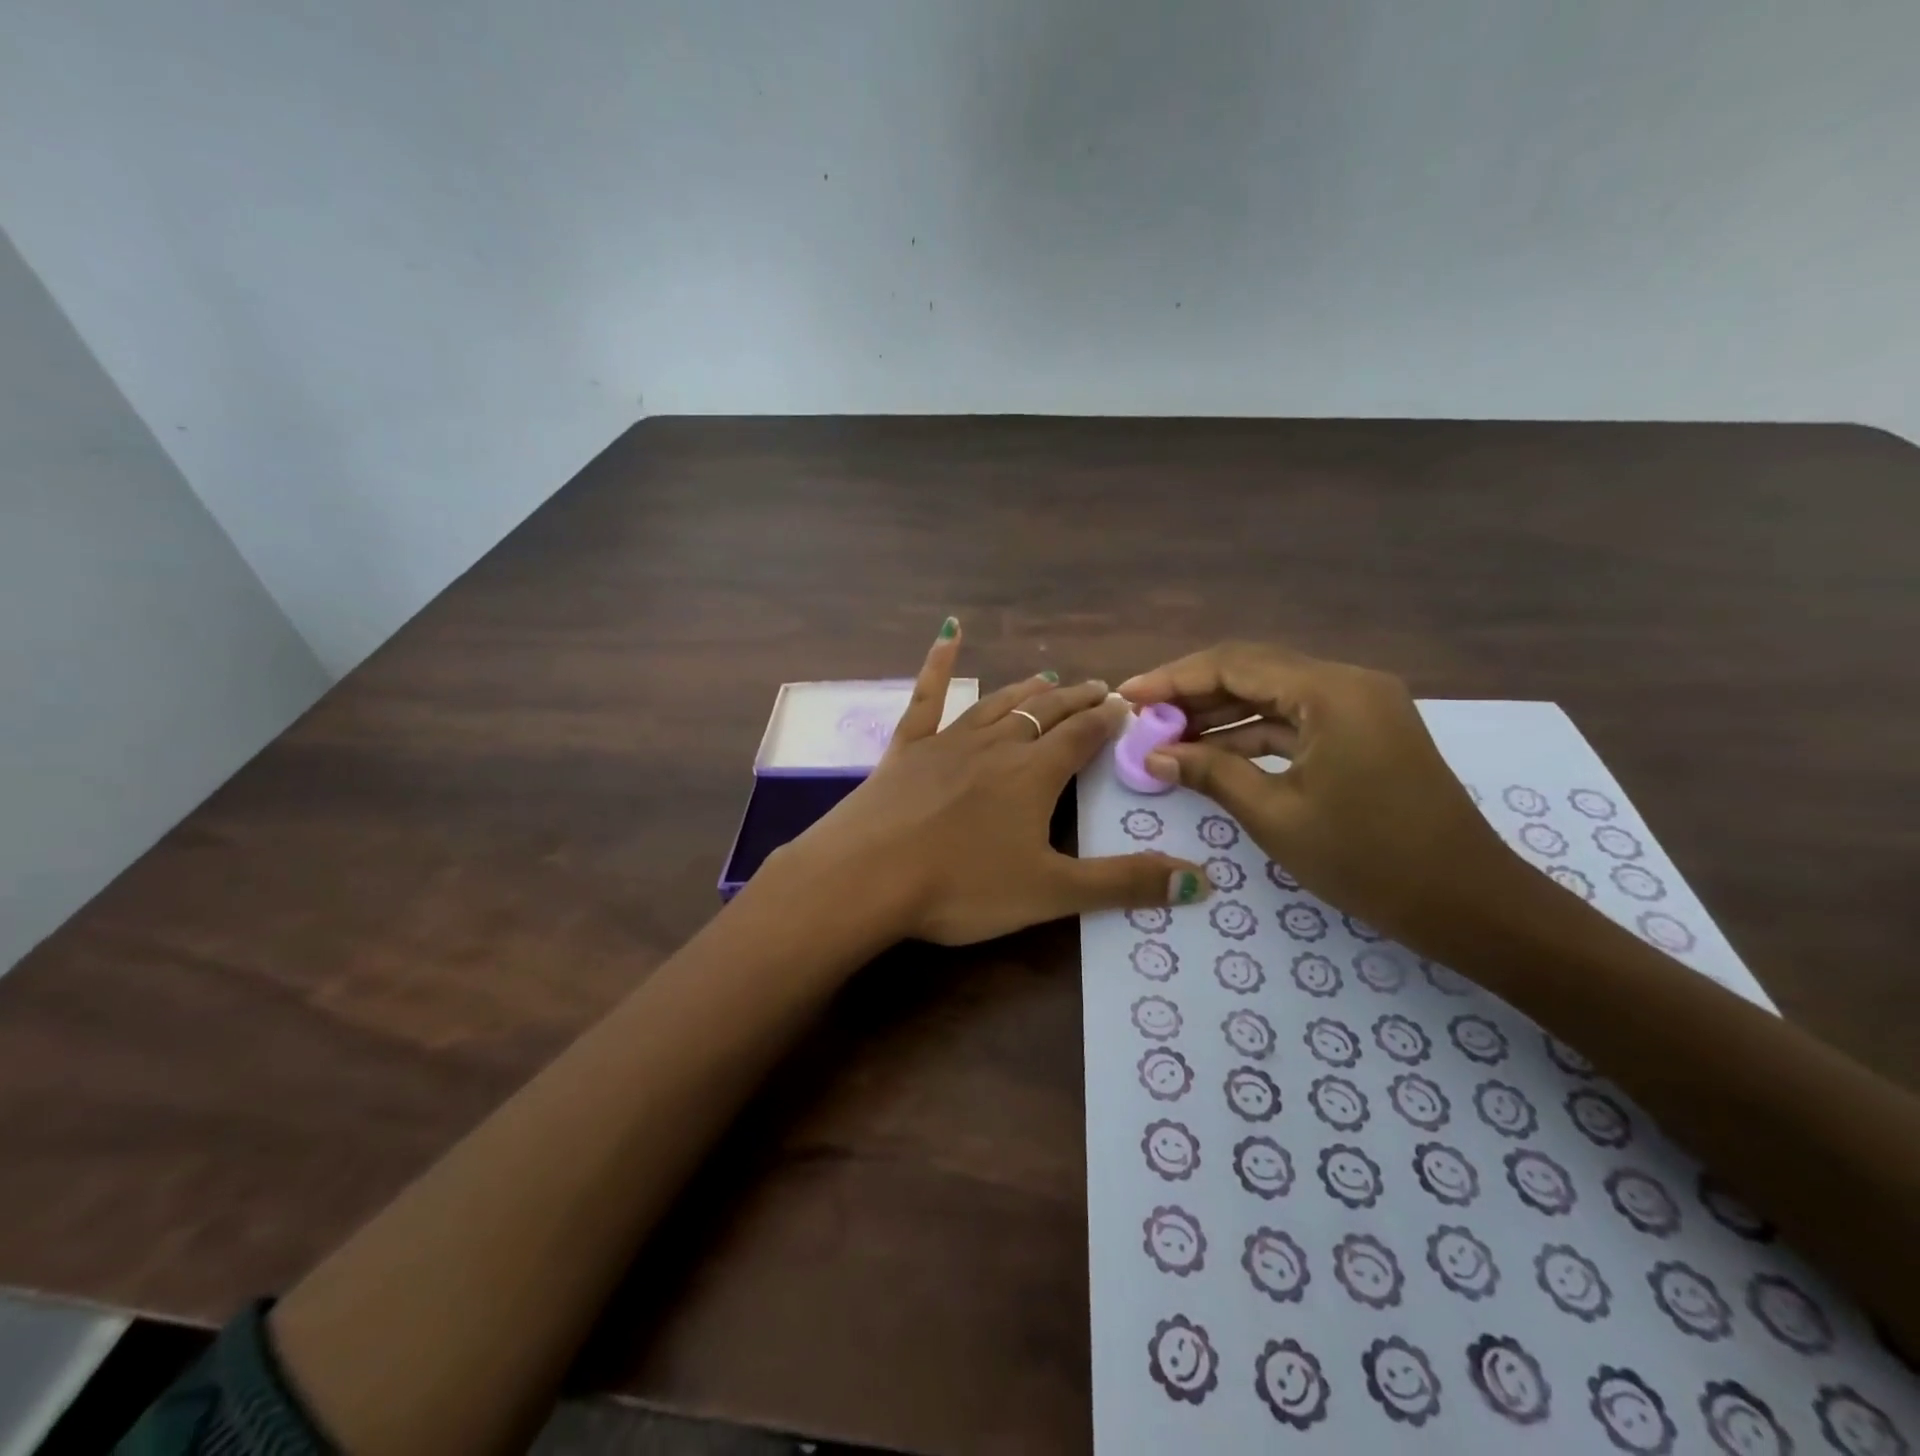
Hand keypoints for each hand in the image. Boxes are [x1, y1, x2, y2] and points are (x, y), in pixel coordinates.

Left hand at [773, 620, 1211, 945]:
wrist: (865, 878)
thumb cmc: (962, 887)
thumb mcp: (1051, 893)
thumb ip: (1125, 884)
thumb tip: (1202, 884)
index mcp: (1034, 774)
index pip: (1083, 736)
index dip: (1107, 720)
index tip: (1126, 705)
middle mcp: (996, 745)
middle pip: (1045, 714)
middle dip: (1076, 701)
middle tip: (1098, 688)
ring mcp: (947, 742)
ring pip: (997, 704)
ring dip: (1026, 691)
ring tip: (1047, 678)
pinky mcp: (906, 749)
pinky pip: (927, 698)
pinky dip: (939, 664)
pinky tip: (947, 633)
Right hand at [1118, 641, 1519, 946]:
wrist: (1468, 903)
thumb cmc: (1368, 859)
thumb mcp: (1276, 815)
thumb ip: (1210, 773)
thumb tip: (1152, 754)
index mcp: (1330, 691)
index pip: (1233, 664)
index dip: (1172, 678)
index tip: (1126, 696)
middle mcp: (1347, 683)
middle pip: (1252, 670)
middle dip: (1191, 692)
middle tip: (1141, 716)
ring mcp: (1359, 706)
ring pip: (1272, 694)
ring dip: (1219, 712)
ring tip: (1165, 735)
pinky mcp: (1363, 731)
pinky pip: (1295, 718)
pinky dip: (1251, 732)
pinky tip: (1211, 750)